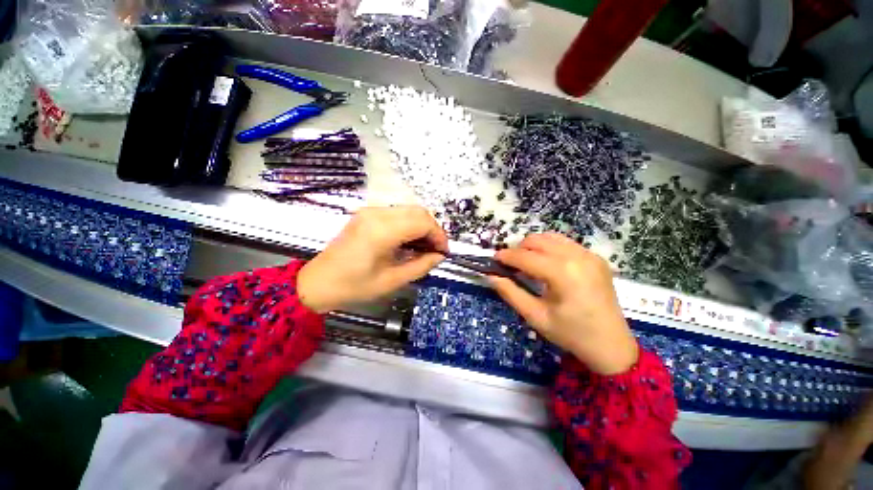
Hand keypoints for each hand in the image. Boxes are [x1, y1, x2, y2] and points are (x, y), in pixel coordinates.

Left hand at [298, 206, 447, 312]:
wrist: (319, 282)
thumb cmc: (354, 286)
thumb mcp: (393, 280)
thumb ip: (421, 265)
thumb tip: (439, 256)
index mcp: (382, 231)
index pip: (422, 222)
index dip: (438, 236)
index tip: (443, 251)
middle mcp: (377, 214)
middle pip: (418, 211)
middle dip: (433, 229)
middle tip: (436, 249)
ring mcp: (370, 211)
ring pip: (409, 210)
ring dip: (422, 226)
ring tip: (424, 247)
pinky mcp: (367, 214)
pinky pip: (397, 213)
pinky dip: (409, 224)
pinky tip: (409, 241)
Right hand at [488, 233, 638, 374]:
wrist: (611, 345)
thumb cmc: (570, 334)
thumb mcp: (535, 316)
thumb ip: (510, 293)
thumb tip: (491, 276)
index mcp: (563, 273)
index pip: (526, 256)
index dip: (506, 256)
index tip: (493, 259)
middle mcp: (577, 257)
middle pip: (538, 240)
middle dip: (519, 249)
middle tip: (511, 264)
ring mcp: (589, 255)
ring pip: (551, 237)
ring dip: (534, 246)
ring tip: (527, 262)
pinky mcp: (596, 258)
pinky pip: (565, 243)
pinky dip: (550, 248)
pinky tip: (547, 264)